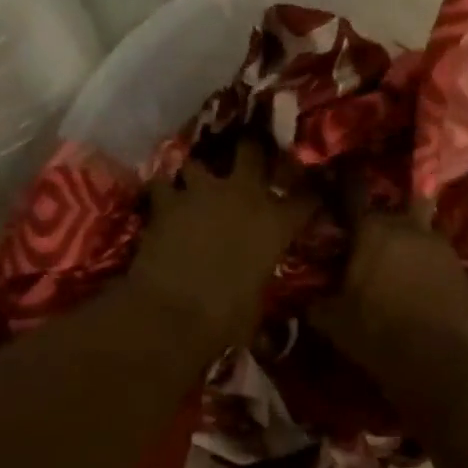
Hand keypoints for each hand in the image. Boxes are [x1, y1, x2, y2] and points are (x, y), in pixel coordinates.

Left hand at [127, 142, 314, 346]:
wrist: (172, 313)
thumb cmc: (227, 318)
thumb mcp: (258, 301)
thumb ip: (261, 276)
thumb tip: (256, 279)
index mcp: (276, 223)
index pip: (306, 198)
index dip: (308, 195)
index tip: (309, 195)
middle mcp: (244, 195)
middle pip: (252, 151)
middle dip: (250, 150)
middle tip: (248, 155)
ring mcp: (203, 192)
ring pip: (198, 163)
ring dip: (197, 173)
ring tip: (193, 183)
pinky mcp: (166, 201)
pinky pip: (161, 184)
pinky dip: (161, 192)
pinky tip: (159, 201)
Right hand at [308, 201, 467, 420]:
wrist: (434, 361)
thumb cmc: (374, 332)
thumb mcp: (332, 320)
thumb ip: (316, 302)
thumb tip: (306, 299)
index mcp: (372, 230)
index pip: (354, 195)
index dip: (345, 189)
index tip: (339, 187)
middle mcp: (408, 227)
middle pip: (396, 207)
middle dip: (384, 219)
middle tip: (372, 239)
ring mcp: (440, 246)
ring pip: (422, 229)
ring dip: (410, 240)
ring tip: (400, 263)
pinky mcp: (462, 268)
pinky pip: (439, 257)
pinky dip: (429, 265)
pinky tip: (421, 286)